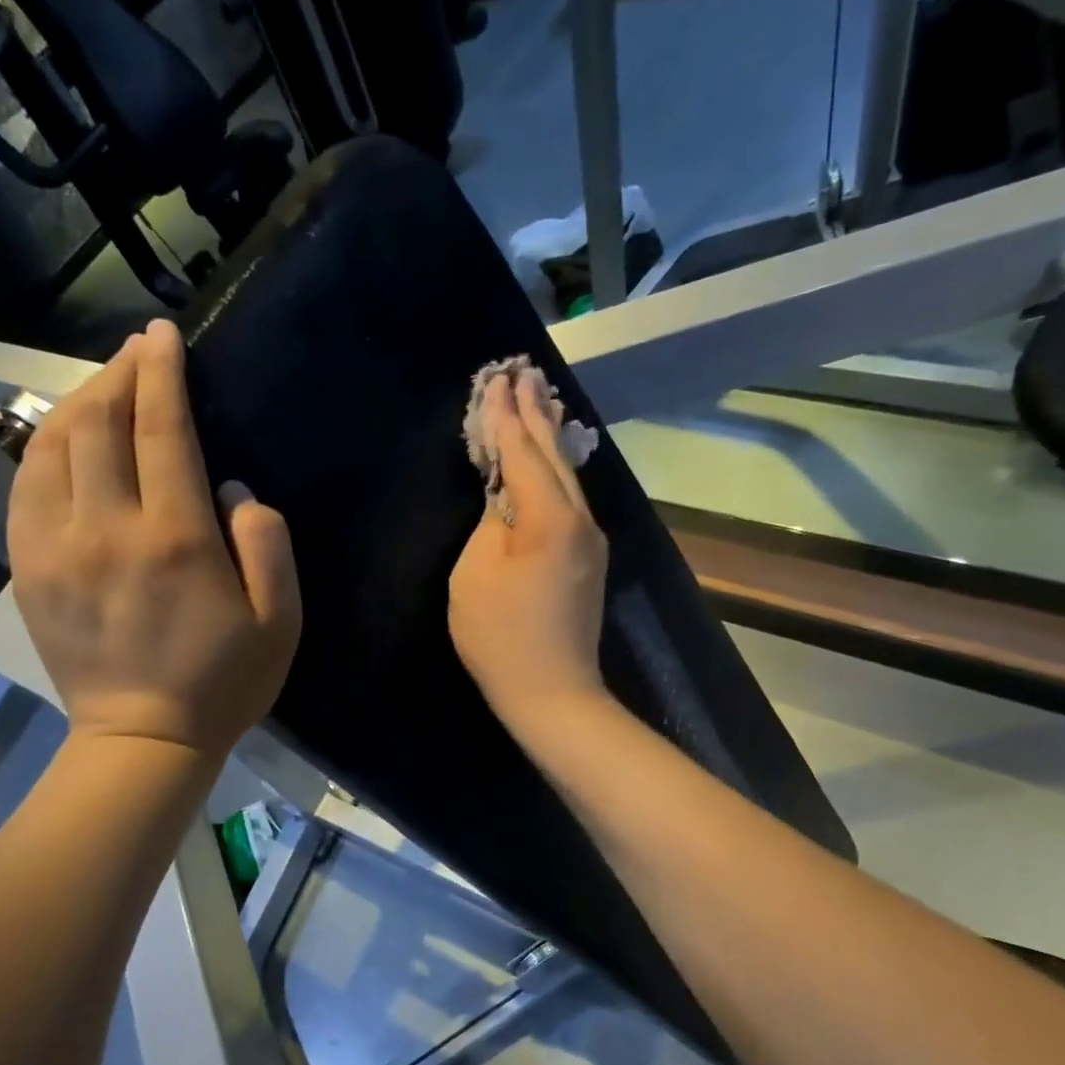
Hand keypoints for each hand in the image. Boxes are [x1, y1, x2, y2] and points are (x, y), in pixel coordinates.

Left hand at [8, 320, 300, 758]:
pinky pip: (25, 487)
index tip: (163, 336)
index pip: (162, 430)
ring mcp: (56, 548)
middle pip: (99, 423)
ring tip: (103, 388)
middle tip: (138, 353)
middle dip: (119, 374)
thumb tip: (231, 490)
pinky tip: (63, 441)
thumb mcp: (280, 622)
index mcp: (175, 538)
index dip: (162, 373)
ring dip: (78, 403)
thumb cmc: (223, 683)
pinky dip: (44, 448)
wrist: (143, 740)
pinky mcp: (29, 570)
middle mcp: (107, 529)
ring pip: (53, 446)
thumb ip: (267, 545)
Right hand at [448, 369, 608, 742]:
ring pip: (568, 474)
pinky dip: (556, 469)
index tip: (494, 380)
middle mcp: (580, 518)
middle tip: (521, 372)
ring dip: (550, 436)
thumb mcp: (474, 575)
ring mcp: (591, 539)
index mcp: (548, 518)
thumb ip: (490, 523)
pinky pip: (571, 498)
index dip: (504, 417)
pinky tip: (552, 456)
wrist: (553, 692)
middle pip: (553, 454)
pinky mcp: (589, 558)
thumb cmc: (501, 638)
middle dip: (534, 413)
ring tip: (540, 399)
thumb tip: (505, 501)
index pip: (522, 453)